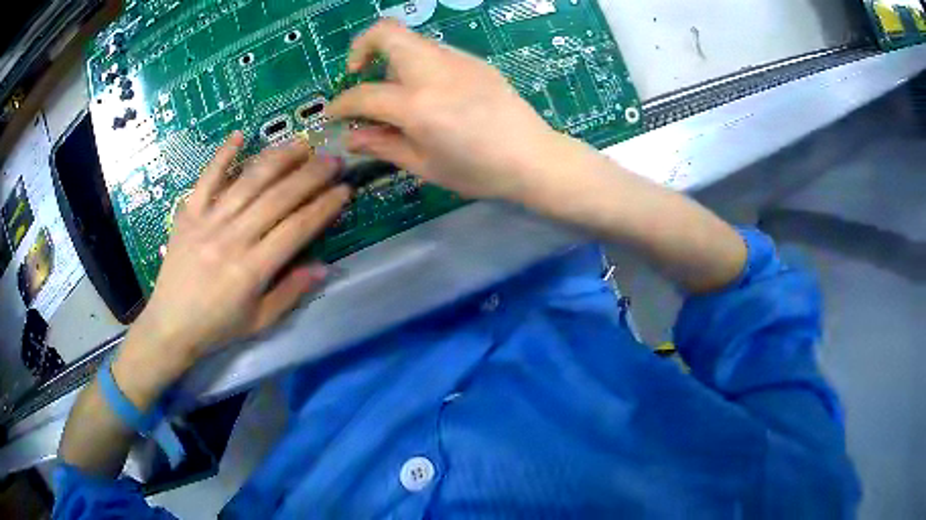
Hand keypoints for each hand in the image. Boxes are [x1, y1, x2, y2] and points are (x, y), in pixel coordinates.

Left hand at [118, 133, 350, 396]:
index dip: (324, 206)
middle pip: (278, 198)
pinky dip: (222, 155)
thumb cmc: (217, 327)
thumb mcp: (259, 322)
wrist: (170, 325)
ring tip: (301, 144)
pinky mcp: (188, 214)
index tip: (345, 189)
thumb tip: (324, 267)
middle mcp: (232, 239)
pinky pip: (206, 178)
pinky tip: (240, 135)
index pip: (297, 228)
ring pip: (248, 181)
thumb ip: (291, 293)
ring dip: (278, 159)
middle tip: (332, 159)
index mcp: (252, 270)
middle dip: (310, 175)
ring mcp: (207, 222)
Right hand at [327, 20, 563, 200]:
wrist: (534, 158)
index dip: (340, 105)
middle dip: (361, 47)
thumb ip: (383, 145)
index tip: (332, 114)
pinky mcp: (474, 60)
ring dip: (391, 58)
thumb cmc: (479, 172)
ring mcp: (457, 60)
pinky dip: (417, 63)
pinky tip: (429, 91)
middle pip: (386, 32)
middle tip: (358, 73)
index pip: (364, 95)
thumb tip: (350, 138)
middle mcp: (434, 72)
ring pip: (411, 40)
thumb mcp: (425, 166)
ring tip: (396, 91)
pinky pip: (434, 51)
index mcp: (418, 105)